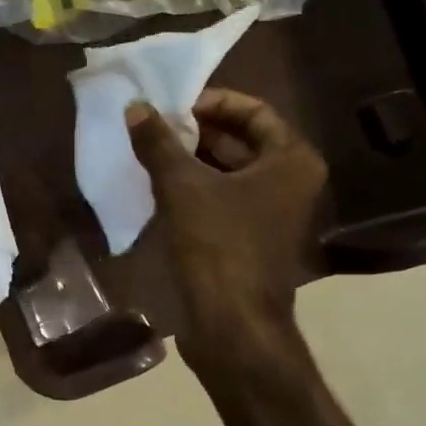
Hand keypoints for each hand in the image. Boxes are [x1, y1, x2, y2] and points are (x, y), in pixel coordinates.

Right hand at [127, 89, 327, 363]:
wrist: (232, 323)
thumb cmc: (217, 244)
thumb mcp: (181, 186)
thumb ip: (158, 143)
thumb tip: (135, 106)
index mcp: (290, 161)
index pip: (254, 111)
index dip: (212, 102)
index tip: (172, 105)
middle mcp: (289, 182)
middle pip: (241, 140)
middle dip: (195, 131)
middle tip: (152, 125)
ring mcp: (270, 212)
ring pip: (227, 170)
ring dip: (189, 159)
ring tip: (148, 150)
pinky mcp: (249, 237)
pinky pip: (221, 197)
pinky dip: (193, 186)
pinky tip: (156, 183)